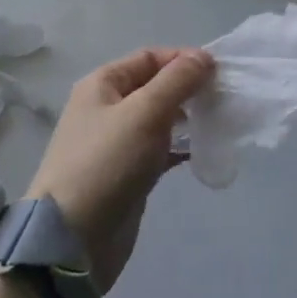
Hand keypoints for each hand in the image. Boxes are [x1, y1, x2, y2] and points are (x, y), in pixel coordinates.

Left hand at [27, 48, 213, 291]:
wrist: (73, 240)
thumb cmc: (106, 163)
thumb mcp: (144, 113)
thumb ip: (177, 81)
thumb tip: (204, 57)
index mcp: (103, 84)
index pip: (150, 57)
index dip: (183, 59)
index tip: (218, 71)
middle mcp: (108, 107)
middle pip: (155, 85)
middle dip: (189, 88)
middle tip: (223, 97)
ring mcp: (117, 142)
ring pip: (160, 118)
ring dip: (188, 117)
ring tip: (219, 121)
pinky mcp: (128, 173)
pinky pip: (160, 148)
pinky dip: (181, 146)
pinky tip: (204, 150)